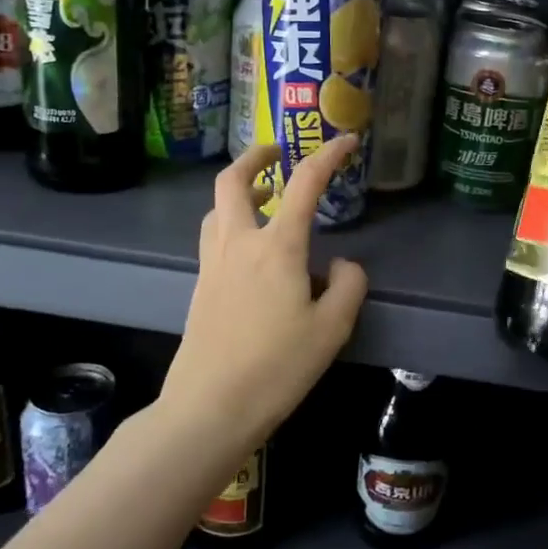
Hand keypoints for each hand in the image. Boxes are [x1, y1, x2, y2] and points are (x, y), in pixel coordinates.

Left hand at [162, 136, 369, 449]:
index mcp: (277, 246)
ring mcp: (212, 263)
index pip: (304, 184)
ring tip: (267, 200)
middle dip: (256, 156)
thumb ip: (347, 286)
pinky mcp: (200, 286)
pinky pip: (214, 235)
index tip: (346, 141)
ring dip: (240, 190)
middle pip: (233, 180)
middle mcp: (239, 243)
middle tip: (278, 153)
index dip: (327, 156)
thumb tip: (341, 264)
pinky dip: (232, 221)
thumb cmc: (277, 367)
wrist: (210, 407)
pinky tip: (252, 249)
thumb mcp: (332, 329)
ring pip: (218, 207)